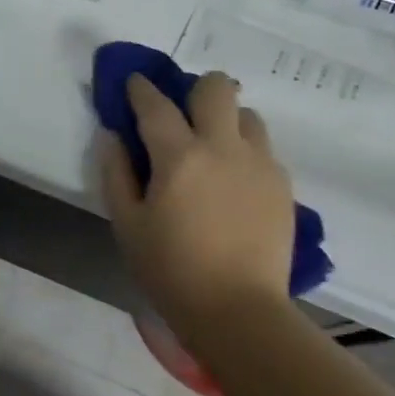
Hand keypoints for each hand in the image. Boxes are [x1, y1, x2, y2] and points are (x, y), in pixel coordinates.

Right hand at [99, 72, 294, 332]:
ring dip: (226, 121)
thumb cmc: (171, 271)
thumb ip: (116, 173)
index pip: (156, 104)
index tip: (135, 83)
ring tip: (214, 152)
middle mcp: (223, 147)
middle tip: (184, 116)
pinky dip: (245, 153)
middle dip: (196, 89)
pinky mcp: (282, 185)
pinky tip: (234, 184)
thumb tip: (112, 135)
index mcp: (179, 157)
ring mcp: (260, 164)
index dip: (141, 88)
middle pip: (217, 87)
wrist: (238, 312)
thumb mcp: (127, 226)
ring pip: (247, 115)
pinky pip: (263, 149)